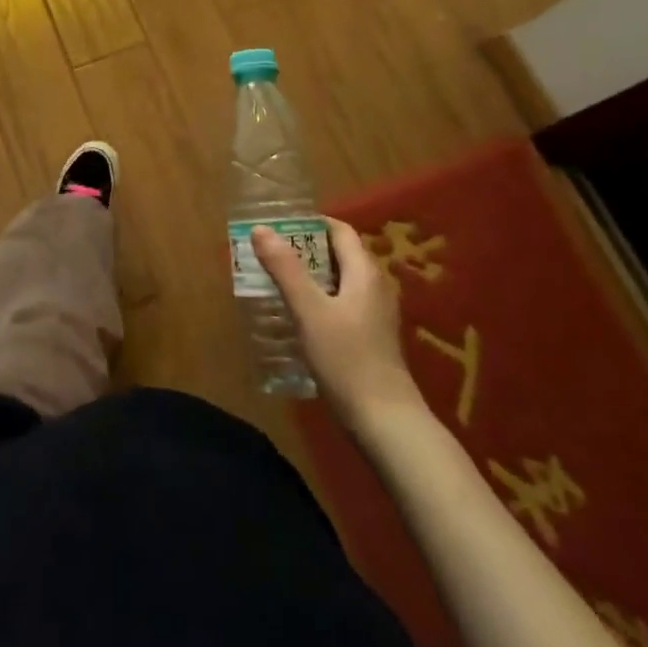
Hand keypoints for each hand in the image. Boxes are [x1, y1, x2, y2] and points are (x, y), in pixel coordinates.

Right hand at [253, 218, 426, 433]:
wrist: (386, 423)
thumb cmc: (347, 359)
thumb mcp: (309, 310)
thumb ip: (285, 268)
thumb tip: (261, 229)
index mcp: (365, 272)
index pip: (340, 231)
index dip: (311, 223)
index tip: (278, 226)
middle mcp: (375, 287)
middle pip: (339, 255)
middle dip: (305, 250)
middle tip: (270, 254)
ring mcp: (376, 315)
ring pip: (340, 281)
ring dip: (310, 277)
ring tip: (276, 282)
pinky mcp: (372, 339)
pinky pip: (342, 305)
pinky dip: (320, 300)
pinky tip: (297, 317)